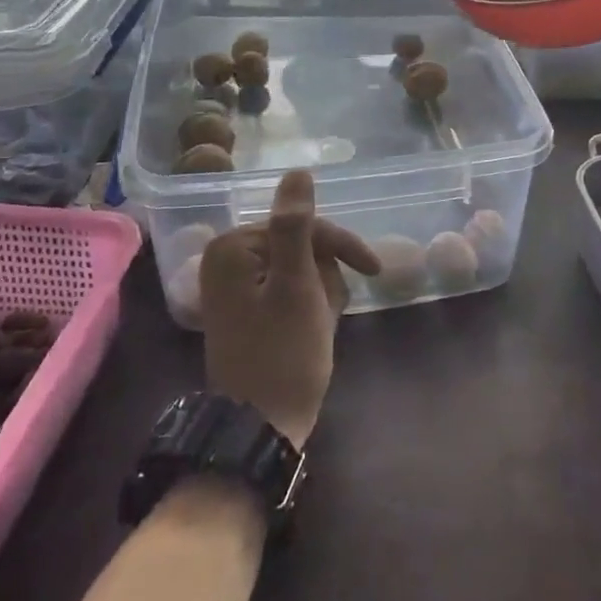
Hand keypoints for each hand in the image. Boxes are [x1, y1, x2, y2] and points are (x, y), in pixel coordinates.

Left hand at [200, 170, 379, 448]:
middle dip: (325, 278)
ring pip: (300, 269)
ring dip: (321, 294)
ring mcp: (234, 287)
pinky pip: (289, 291)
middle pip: (301, 247)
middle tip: (328, 313)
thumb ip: (296, 225)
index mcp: (233, 247)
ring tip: (320, 327)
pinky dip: (309, 307)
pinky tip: (313, 331)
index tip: (374, 269)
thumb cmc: (283, 354)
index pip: (303, 226)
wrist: (260, 430)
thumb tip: (297, 171)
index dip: (341, 246)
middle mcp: (227, 260)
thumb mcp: (297, 285)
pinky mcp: (246, 310)